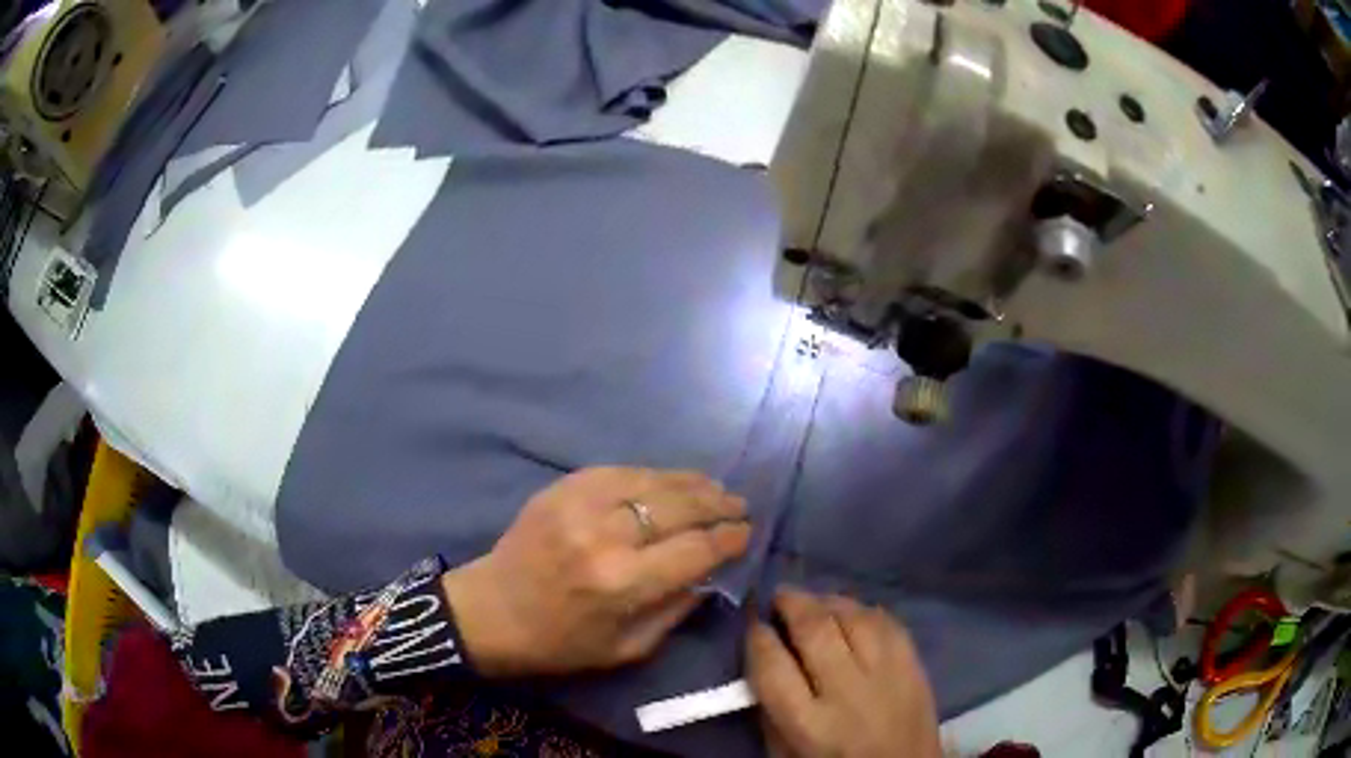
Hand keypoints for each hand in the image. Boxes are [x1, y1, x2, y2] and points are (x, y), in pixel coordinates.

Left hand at [442, 467, 750, 676]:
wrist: (490, 611)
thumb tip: (711, 574)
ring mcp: (580, 504)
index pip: (696, 549)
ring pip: (652, 481)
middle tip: (738, 505)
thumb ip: (675, 609)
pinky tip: (668, 481)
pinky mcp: (561, 488)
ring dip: (690, 483)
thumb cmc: (559, 643)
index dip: (729, 538)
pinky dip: (651, 475)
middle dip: (717, 504)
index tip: (746, 533)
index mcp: (623, 583)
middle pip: (680, 507)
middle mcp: (606, 536)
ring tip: (714, 487)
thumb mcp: (627, 648)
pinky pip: (618, 471)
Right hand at [748, 590, 941, 757]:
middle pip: (816, 630)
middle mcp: (848, 692)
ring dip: (829, 600)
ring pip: (856, 617)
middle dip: (792, 603)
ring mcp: (888, 675)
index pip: (773, 666)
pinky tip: (852, 612)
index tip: (753, 623)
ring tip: (814, 600)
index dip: (758, 636)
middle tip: (780, 595)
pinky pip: (889, 623)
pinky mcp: (915, 666)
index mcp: (809, 723)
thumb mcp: (788, 752)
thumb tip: (763, 662)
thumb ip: (772, 711)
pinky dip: (866, 611)